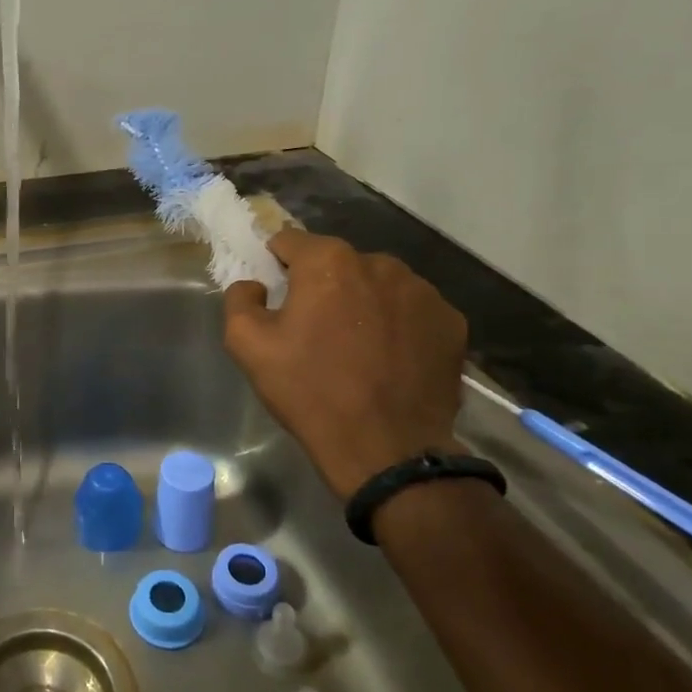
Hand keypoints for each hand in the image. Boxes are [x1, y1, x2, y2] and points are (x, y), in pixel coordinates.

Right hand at [223, 230, 467, 498]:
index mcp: (328, 262)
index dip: (277, 265)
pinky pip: (413, 311)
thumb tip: (255, 284)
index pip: (290, 241)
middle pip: (338, 263)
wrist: (386, 450)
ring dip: (363, 303)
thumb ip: (240, 299)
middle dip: (323, 286)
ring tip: (358, 347)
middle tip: (316, 329)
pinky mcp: (452, 322)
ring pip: (378, 284)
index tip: (277, 296)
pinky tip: (391, 359)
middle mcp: (380, 263)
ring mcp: (423, 291)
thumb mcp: (247, 346)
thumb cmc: (310, 392)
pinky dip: (399, 325)